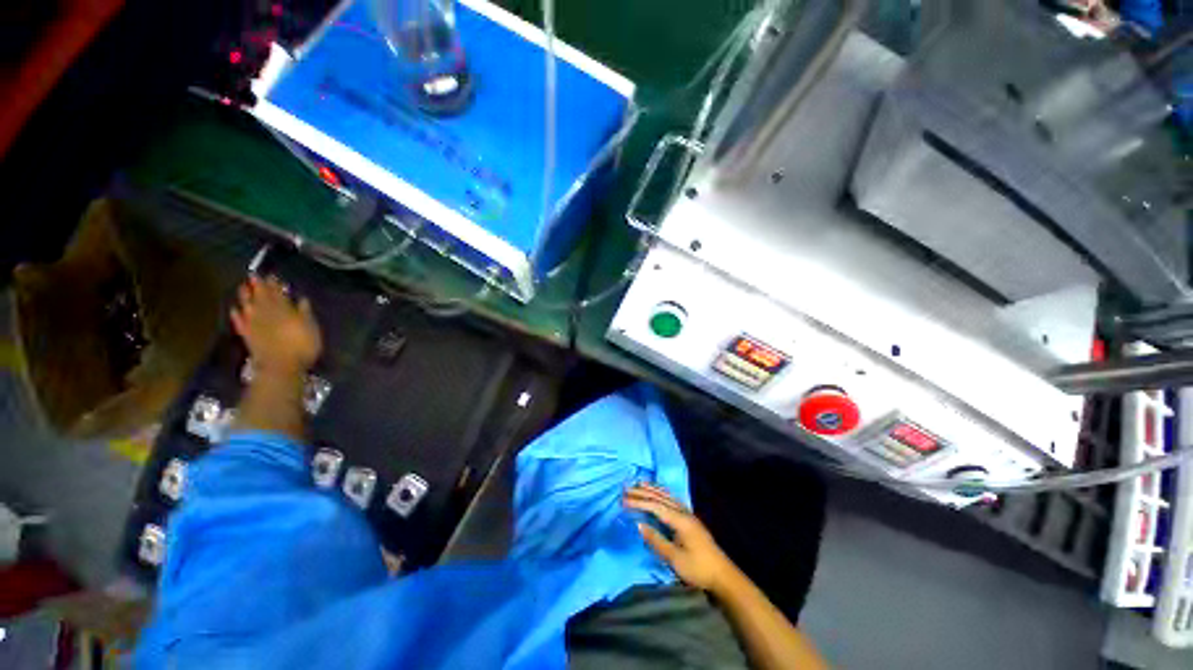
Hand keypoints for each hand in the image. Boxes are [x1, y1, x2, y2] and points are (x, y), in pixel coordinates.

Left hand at [230, 275, 322, 374]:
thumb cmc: (302, 346)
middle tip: (253, 275)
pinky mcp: (248, 336)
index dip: (275, 285)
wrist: (280, 367)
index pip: (278, 294)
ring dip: (245, 297)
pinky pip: (240, 323)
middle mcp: (266, 314)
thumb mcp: (311, 328)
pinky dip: (237, 315)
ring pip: (248, 306)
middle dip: (258, 286)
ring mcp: (254, 325)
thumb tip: (302, 299)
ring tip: (242, 287)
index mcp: (284, 310)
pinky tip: (235, 309)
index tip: (272, 275)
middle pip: (261, 297)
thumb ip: (305, 313)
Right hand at [624, 483, 737, 593]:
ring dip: (652, 489)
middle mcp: (684, 512)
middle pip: (660, 498)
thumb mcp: (675, 559)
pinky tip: (658, 493)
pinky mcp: (690, 519)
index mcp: (680, 520)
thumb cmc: (698, 568)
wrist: (723, 575)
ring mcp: (688, 514)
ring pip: (667, 496)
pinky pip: (672, 500)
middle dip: (643, 492)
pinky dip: (661, 493)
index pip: (656, 506)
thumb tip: (638, 524)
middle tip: (626, 488)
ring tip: (639, 484)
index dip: (639, 502)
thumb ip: (656, 540)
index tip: (624, 500)